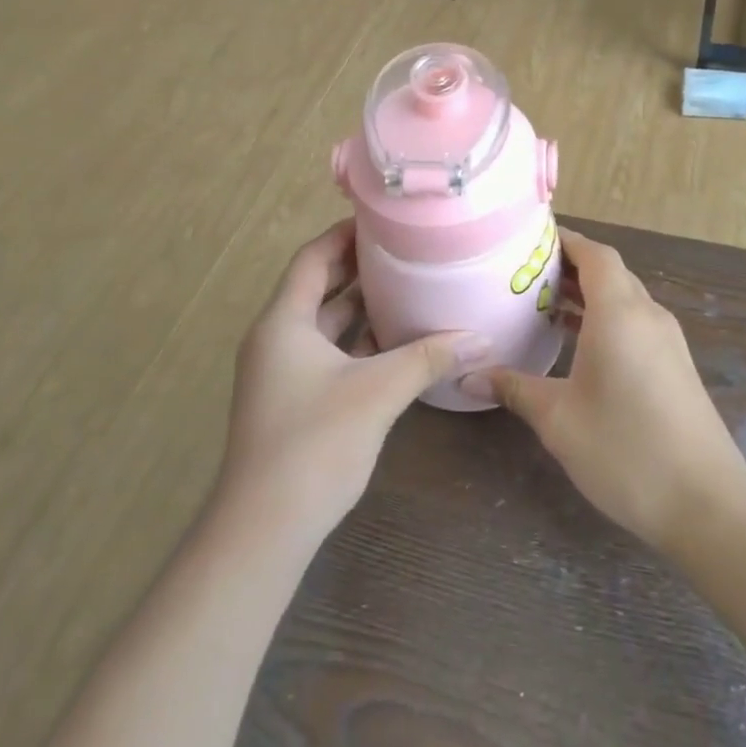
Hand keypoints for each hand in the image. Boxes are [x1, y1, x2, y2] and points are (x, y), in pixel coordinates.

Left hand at [220, 222, 492, 544]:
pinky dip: (358, 344)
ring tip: (408, 286)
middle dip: (359, 268)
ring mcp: (282, 373)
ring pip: (324, 326)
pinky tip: (396, 343)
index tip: (384, 219)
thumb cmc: (314, 444)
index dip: (344, 234)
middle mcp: (276, 339)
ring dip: (360, 308)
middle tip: (406, 250)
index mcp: (283, 322)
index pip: (312, 258)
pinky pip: (328, 356)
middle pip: (317, 288)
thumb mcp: (377, 392)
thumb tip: (481, 337)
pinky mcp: (294, 401)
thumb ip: (428, 358)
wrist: (265, 527)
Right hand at [467, 230, 745, 550]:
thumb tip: (469, 377)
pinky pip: (634, 324)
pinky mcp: (675, 367)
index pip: (594, 254)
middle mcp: (648, 317)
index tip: (527, 240)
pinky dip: (603, 319)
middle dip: (567, 266)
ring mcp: (667, 343)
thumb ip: (514, 388)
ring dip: (586, 295)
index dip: (564, 239)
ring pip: (623, 299)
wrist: (708, 506)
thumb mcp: (558, 419)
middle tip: (520, 273)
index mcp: (620, 314)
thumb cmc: (626, 451)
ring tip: (539, 303)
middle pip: (609, 272)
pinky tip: (575, 344)